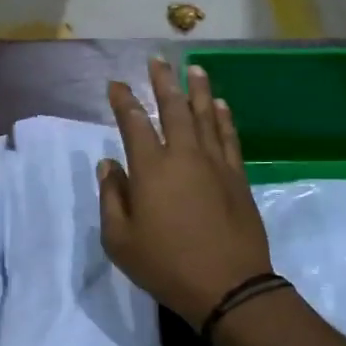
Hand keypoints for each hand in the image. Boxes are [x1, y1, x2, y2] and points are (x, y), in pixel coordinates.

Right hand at [98, 57, 271, 328]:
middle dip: (163, 82)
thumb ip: (111, 197)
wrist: (228, 286)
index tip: (116, 84)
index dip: (124, 101)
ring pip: (205, 116)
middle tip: (158, 60)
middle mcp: (183, 156)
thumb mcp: (120, 240)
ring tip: (194, 68)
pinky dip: (223, 118)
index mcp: (150, 169)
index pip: (134, 123)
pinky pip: (228, 137)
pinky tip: (220, 105)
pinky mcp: (236, 177)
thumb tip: (108, 165)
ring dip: (198, 90)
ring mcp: (214, 164)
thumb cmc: (166, 265)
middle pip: (173, 109)